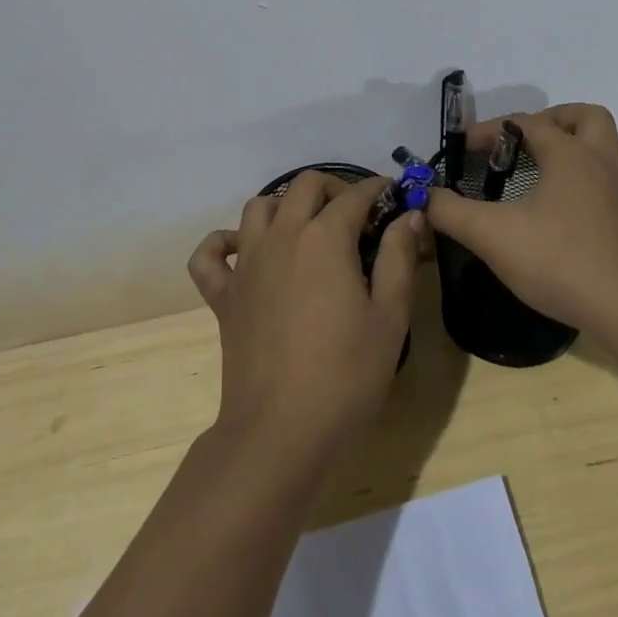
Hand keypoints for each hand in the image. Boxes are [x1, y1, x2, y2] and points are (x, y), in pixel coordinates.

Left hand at [189, 173, 419, 471]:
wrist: (281, 430)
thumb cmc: (346, 375)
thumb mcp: (390, 317)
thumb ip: (399, 258)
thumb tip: (409, 216)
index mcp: (324, 238)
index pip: (354, 196)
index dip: (377, 190)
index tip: (393, 197)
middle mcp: (281, 236)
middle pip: (304, 186)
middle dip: (334, 188)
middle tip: (356, 215)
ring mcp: (246, 263)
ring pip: (257, 208)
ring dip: (284, 206)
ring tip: (306, 229)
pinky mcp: (222, 294)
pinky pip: (209, 255)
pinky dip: (222, 244)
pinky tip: (242, 253)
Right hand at [425, 104, 617, 335]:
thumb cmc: (559, 262)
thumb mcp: (490, 235)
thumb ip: (450, 211)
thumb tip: (424, 195)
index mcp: (570, 156)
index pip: (526, 123)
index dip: (492, 130)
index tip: (466, 147)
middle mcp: (607, 165)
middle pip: (591, 117)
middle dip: (559, 119)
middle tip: (533, 141)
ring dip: (608, 148)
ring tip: (580, 166)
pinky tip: (610, 210)